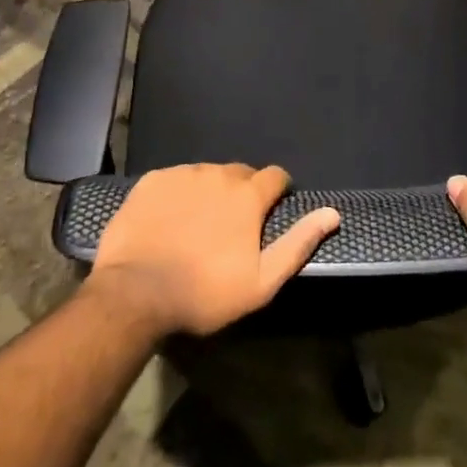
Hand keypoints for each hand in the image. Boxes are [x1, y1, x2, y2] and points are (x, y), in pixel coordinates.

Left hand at [86, 164, 339, 337]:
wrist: (134, 293)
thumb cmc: (204, 292)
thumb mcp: (261, 281)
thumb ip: (298, 243)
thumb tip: (332, 213)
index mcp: (248, 194)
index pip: (275, 176)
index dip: (277, 192)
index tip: (270, 212)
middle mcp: (218, 173)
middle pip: (240, 173)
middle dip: (243, 192)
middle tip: (232, 226)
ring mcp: (182, 174)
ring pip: (207, 175)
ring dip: (210, 192)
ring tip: (198, 224)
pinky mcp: (152, 181)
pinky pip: (175, 179)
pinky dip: (179, 193)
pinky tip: (169, 220)